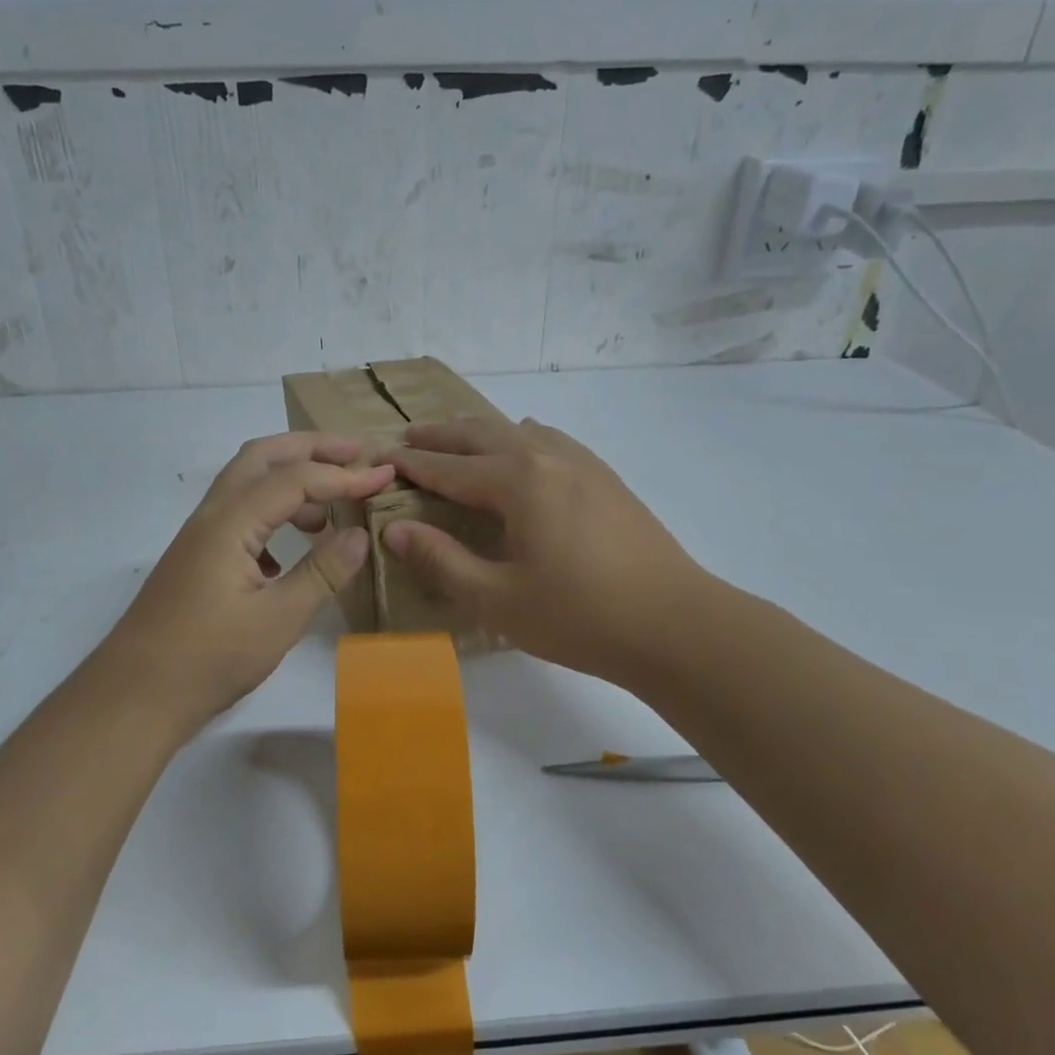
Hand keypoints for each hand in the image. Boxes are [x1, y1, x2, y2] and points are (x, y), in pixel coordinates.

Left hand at [95, 432, 393, 729]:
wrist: (134, 696)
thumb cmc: (208, 659)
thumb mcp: (278, 620)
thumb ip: (321, 573)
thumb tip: (360, 534)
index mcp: (230, 523)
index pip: (296, 479)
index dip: (344, 474)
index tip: (386, 476)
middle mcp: (211, 516)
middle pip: (263, 457)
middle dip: (311, 448)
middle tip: (356, 452)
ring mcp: (200, 536)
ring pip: (247, 482)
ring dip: (290, 479)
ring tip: (331, 507)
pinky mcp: (197, 558)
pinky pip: (240, 514)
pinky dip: (272, 512)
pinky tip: (292, 548)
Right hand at [380, 417, 709, 687]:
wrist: (675, 623)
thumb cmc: (579, 616)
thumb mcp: (498, 599)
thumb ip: (443, 560)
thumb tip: (396, 529)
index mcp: (518, 482)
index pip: (449, 467)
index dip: (411, 464)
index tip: (379, 458)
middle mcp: (547, 457)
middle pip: (482, 434)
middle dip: (441, 435)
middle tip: (408, 437)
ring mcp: (583, 463)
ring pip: (518, 430)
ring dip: (481, 433)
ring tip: (458, 443)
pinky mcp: (606, 478)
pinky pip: (550, 441)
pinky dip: (520, 439)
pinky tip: (523, 456)